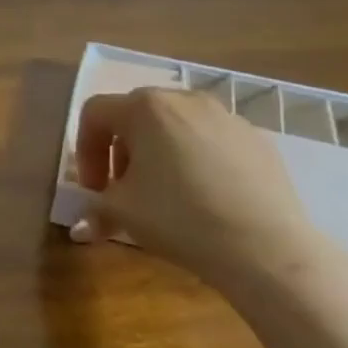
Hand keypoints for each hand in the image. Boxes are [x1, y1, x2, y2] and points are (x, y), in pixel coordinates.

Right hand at [73, 88, 330, 292]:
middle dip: (120, 151)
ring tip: (164, 192)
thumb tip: (82, 225)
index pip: (95, 115)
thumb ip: (94, 208)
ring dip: (158, 153)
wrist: (266, 248)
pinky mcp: (257, 139)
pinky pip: (211, 141)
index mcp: (145, 108)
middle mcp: (185, 100)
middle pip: (135, 115)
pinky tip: (204, 196)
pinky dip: (196, 160)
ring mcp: (226, 116)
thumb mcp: (121, 213)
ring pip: (176, 126)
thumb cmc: (179, 218)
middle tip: (123, 188)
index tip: (94, 188)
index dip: (85, 151)